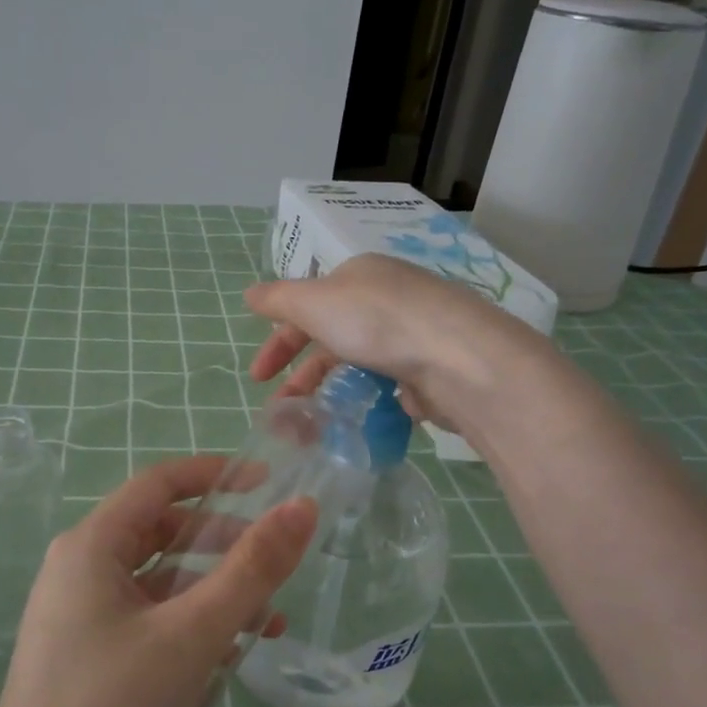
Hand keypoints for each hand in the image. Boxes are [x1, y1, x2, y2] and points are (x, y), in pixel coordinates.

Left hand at [0, 456, 316, 706]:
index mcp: (91, 547)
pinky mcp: (91, 661)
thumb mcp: (192, 634)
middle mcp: (81, 572)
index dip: (215, 474)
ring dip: (214, 596)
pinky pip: (150, 625)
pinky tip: (227, 664)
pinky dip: (190, 631)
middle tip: (276, 565)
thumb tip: (303, 507)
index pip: (158, 484)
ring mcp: (82, 619)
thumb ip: (252, 569)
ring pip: (161, 585)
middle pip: (162, 534)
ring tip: (268, 624)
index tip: (269, 483)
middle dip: (222, 545)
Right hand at [245, 254, 533, 422]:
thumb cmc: (377, 322)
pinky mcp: (430, 372)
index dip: (278, 341)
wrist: (457, 359)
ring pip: (358, 367)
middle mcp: (387, 301)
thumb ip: (279, 300)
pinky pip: (387, 389)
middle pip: (331, 339)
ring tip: (311, 428)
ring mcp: (411, 337)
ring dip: (328, 395)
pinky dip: (365, 405)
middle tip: (281, 410)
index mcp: (359, 278)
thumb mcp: (315, 302)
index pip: (307, 306)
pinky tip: (354, 424)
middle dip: (301, 375)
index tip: (258, 378)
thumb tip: (249, 294)